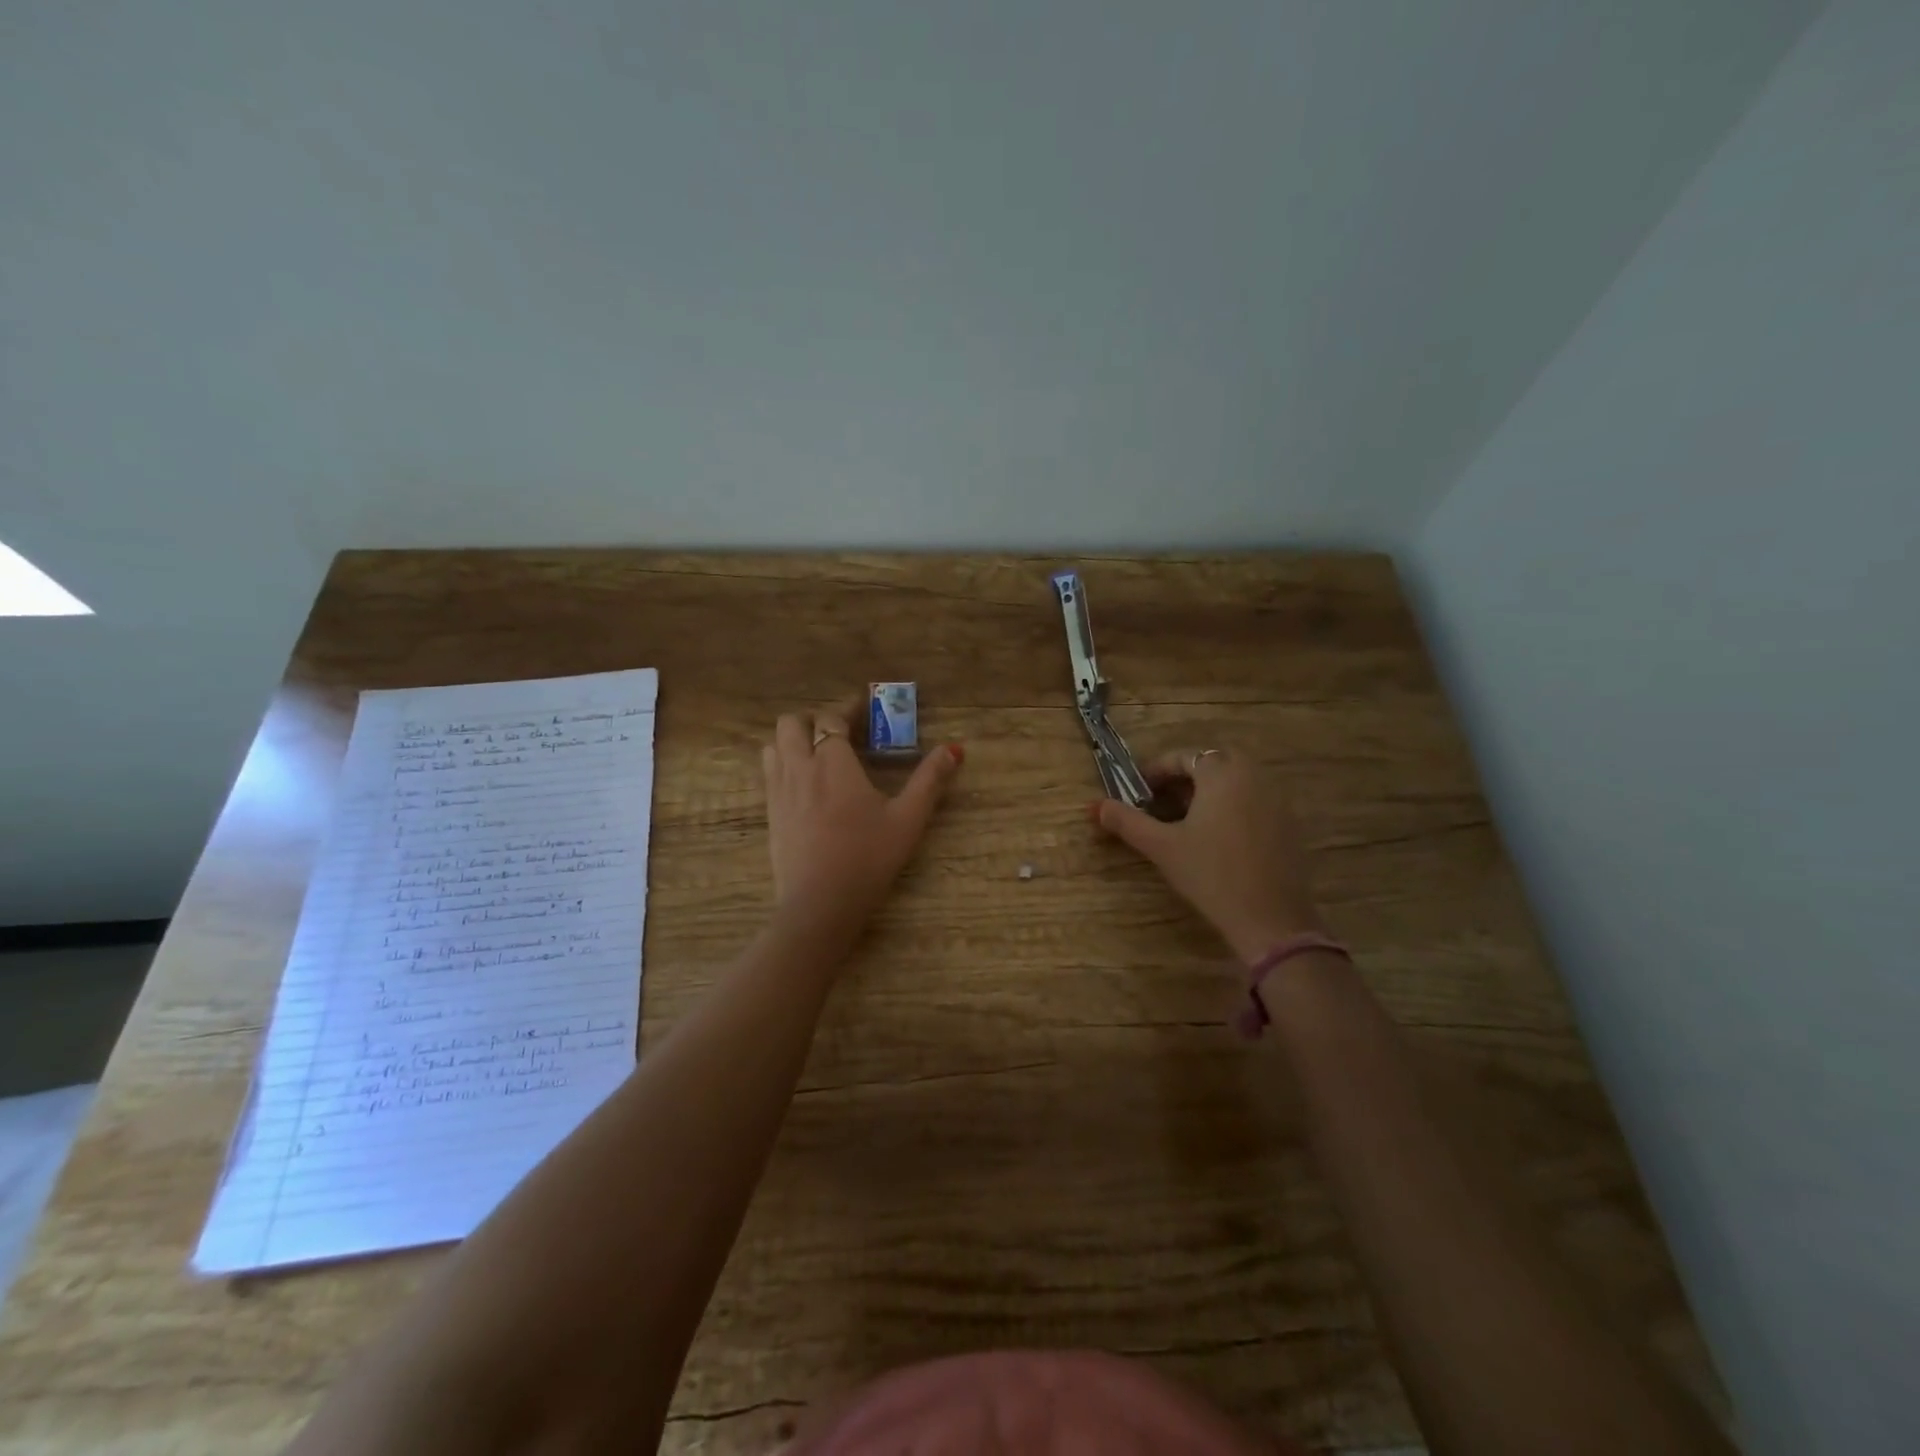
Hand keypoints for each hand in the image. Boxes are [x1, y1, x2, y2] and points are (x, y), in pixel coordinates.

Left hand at [762, 705, 963, 955]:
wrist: (819, 904)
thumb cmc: (868, 858)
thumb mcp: (908, 819)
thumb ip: (930, 781)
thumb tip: (954, 749)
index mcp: (833, 762)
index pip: (831, 718)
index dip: (847, 708)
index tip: (863, 707)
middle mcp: (800, 767)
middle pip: (791, 723)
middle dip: (813, 718)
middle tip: (838, 731)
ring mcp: (779, 791)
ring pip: (773, 745)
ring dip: (792, 739)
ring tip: (817, 753)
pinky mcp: (770, 814)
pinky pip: (768, 773)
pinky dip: (783, 764)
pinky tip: (803, 784)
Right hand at [1092, 747, 1323, 963]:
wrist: (1271, 919)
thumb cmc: (1211, 875)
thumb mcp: (1162, 847)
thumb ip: (1128, 822)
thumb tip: (1096, 806)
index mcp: (1222, 773)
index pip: (1184, 756)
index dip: (1157, 770)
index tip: (1137, 791)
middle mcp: (1253, 776)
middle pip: (1212, 763)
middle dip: (1184, 778)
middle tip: (1161, 803)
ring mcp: (1276, 799)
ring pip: (1235, 781)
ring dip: (1208, 791)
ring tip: (1184, 820)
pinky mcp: (1288, 824)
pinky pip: (1253, 800)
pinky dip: (1231, 806)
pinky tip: (1216, 838)